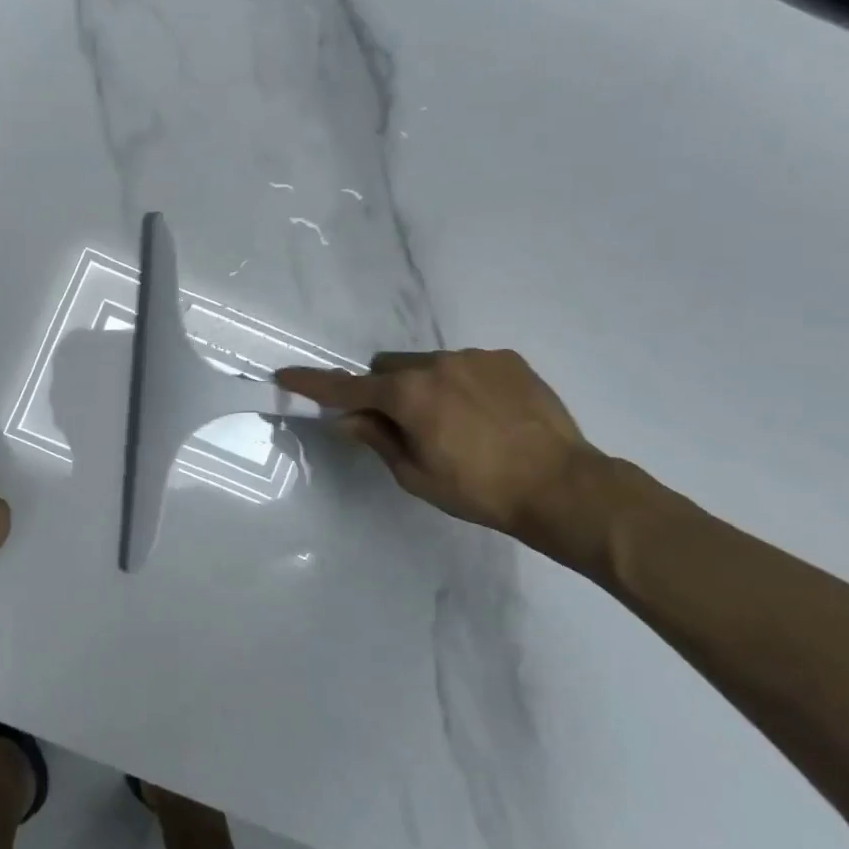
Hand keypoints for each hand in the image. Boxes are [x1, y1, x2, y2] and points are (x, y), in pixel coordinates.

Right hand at [276, 349, 597, 544]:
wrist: (562, 486)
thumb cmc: (480, 491)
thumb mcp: (416, 475)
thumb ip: (377, 438)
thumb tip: (348, 418)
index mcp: (408, 394)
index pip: (347, 387)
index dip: (314, 383)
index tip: (286, 375)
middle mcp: (436, 364)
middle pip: (388, 367)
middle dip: (384, 390)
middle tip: (404, 425)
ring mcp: (474, 357)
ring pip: (428, 364)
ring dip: (425, 386)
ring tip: (458, 424)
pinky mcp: (507, 359)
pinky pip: (466, 364)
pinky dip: (462, 384)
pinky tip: (488, 415)